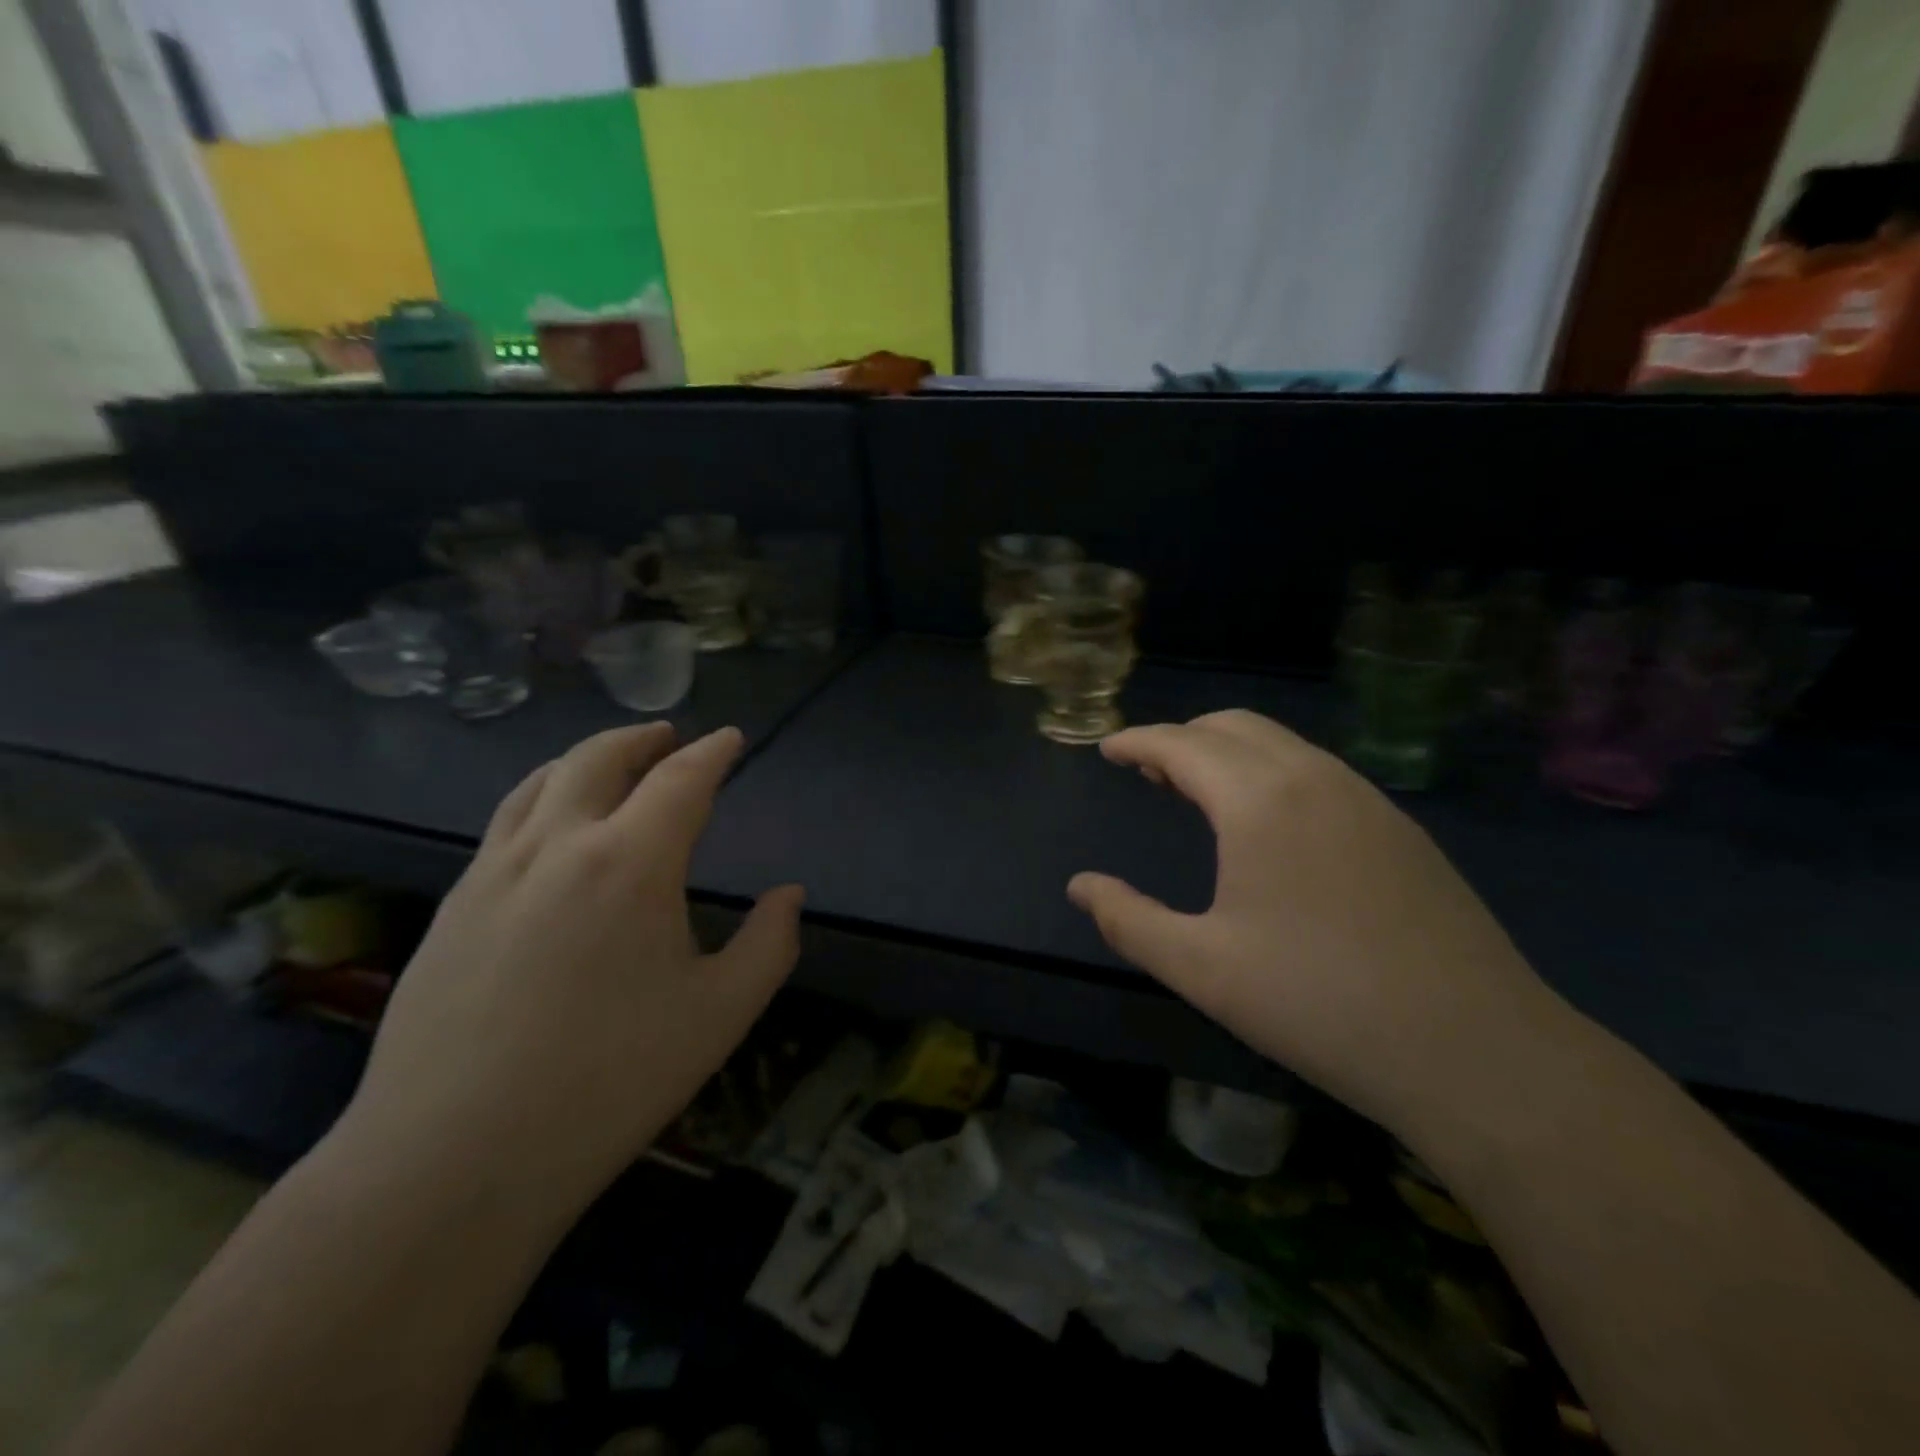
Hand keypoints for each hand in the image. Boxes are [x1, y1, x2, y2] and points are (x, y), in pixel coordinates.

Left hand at [341, 724, 802, 1209]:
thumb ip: (770, 944)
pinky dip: (542, 798)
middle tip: (668, 737)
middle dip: (641, 739)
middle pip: (598, 759)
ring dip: (585, 759)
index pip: (680, 780)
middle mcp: (558, 846)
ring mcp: (493, 872)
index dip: (711, 752)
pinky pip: (504, 824)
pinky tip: (550, 830)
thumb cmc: (609, 1081)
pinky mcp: (451, 907)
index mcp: (631, 862)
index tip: (729, 739)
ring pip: (540, 782)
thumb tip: (790, 896)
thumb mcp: (720, 1014)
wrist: (452, 1160)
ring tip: (610, 765)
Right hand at [1067, 710, 1564, 1132]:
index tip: (1108, 749)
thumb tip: (1080, 886)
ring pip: (1282, 743)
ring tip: (1200, 792)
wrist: (1476, 1050)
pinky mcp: (1400, 828)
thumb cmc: (1317, 1003)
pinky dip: (1273, 771)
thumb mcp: (1200, 967)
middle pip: (1233, 725)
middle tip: (1148, 770)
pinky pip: (1318, 770)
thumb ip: (1128, 919)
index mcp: (1259, 800)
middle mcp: (1314, 778)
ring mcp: (1366, 798)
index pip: (1182, 744)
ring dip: (1229, 752)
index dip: (1137, 741)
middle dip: (1182, 737)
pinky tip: (1271, 823)